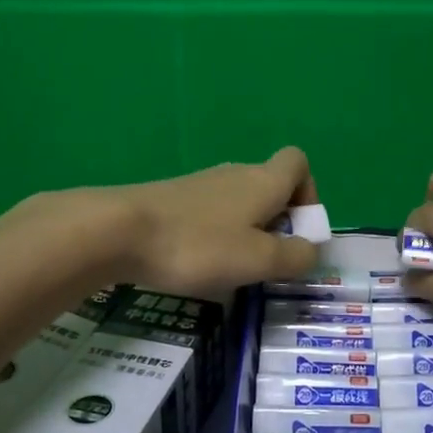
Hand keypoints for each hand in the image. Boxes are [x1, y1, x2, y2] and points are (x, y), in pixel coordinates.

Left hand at [111, 146, 320, 296]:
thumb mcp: (258, 260)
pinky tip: (199, 264)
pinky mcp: (175, 200)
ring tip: (231, 269)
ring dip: (246, 233)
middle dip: (278, 223)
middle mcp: (236, 174)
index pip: (298, 162)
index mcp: (263, 181)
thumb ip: (295, 256)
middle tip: (266, 262)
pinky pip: (212, 214)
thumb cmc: (199, 245)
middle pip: (270, 187)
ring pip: (240, 203)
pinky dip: (217, 236)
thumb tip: (312, 250)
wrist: (120, 230)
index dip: (308, 193)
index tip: (297, 230)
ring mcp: (202, 185)